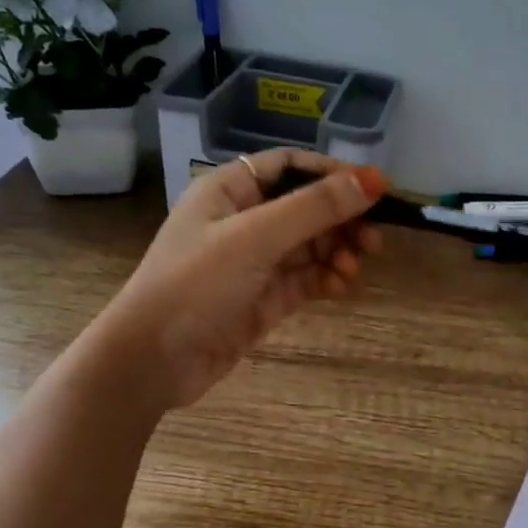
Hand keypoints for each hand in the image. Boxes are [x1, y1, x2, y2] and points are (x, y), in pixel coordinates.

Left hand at [95, 150, 385, 411]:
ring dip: (336, 252)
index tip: (375, 189)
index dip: (332, 174)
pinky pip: (304, 279)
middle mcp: (242, 221)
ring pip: (309, 246)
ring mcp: (253, 263)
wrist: (153, 361)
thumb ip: (315, 208)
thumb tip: (373, 180)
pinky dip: (325, 279)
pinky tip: (341, 287)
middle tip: (373, 241)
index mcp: (229, 190)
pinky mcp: (263, 299)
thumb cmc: (195, 285)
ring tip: (352, 269)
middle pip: (306, 208)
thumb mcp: (255, 238)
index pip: (290, 167)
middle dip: (341, 221)